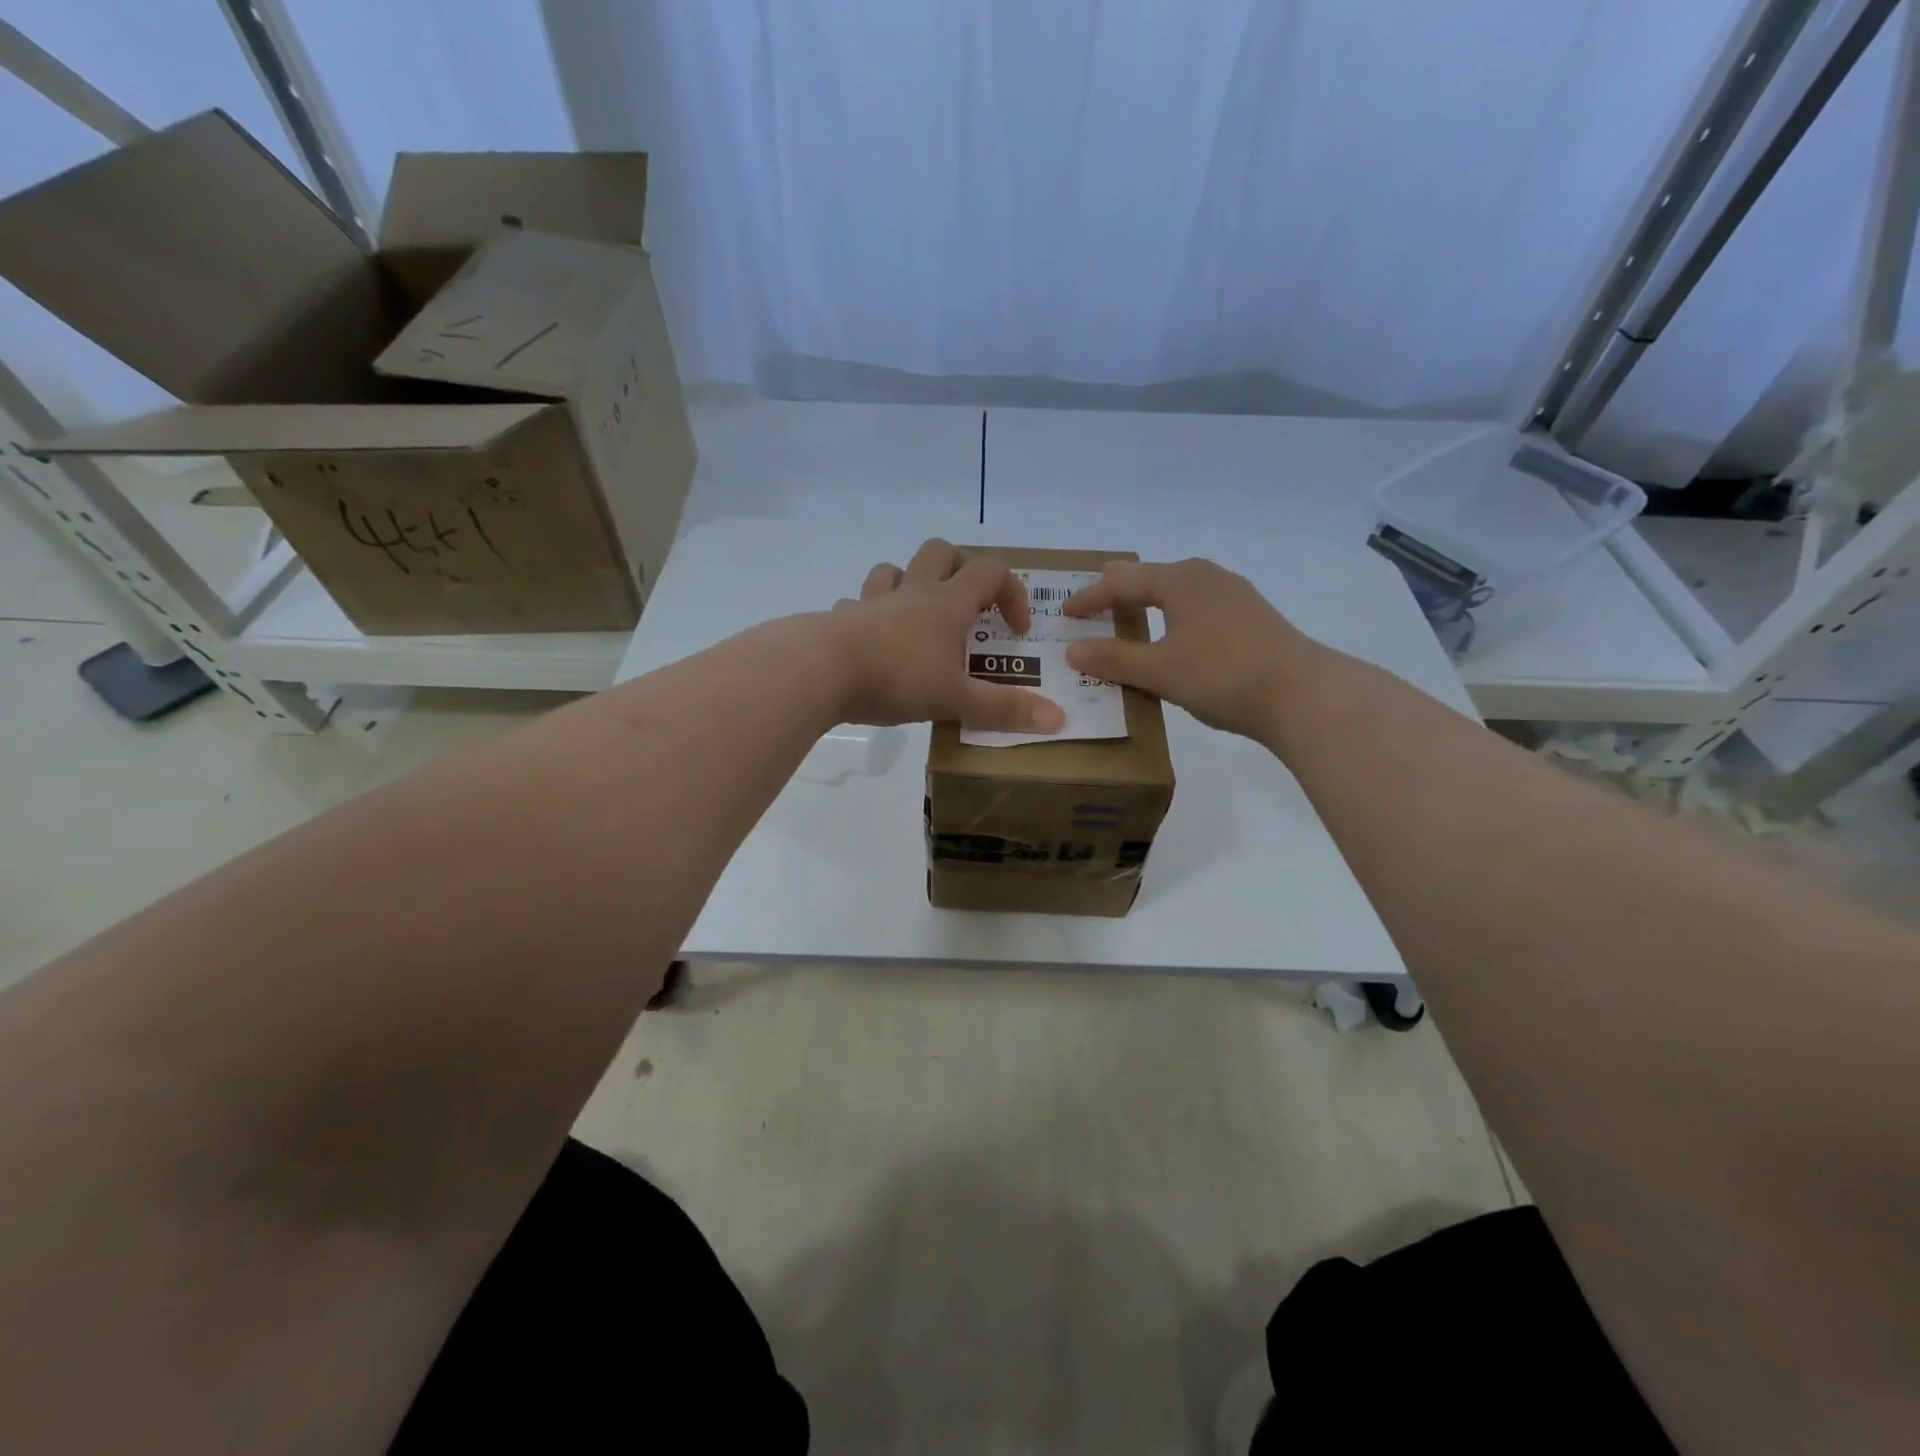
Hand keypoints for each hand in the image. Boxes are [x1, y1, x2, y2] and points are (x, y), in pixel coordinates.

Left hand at [828, 539, 1066, 732]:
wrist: (820, 670)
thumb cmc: (897, 678)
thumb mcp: (957, 699)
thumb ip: (1004, 710)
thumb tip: (1059, 719)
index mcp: (947, 604)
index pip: (991, 571)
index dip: (1012, 593)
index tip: (1015, 631)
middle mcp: (912, 592)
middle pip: (941, 551)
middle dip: (960, 568)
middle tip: (967, 606)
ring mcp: (872, 602)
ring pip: (894, 569)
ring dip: (910, 583)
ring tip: (917, 618)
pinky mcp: (840, 619)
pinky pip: (856, 604)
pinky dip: (868, 616)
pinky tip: (870, 642)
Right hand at [1062, 558, 1312, 740]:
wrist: (1301, 694)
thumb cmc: (1222, 673)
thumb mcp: (1159, 669)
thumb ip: (1114, 658)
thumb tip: (1073, 650)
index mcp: (1180, 580)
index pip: (1123, 583)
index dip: (1090, 598)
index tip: (1065, 612)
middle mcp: (1207, 578)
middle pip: (1153, 578)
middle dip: (1122, 588)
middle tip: (1096, 593)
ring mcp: (1234, 597)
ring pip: (1179, 592)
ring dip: (1151, 603)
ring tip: (1132, 611)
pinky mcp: (1251, 621)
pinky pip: (1197, 609)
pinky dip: (1174, 617)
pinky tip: (1176, 635)